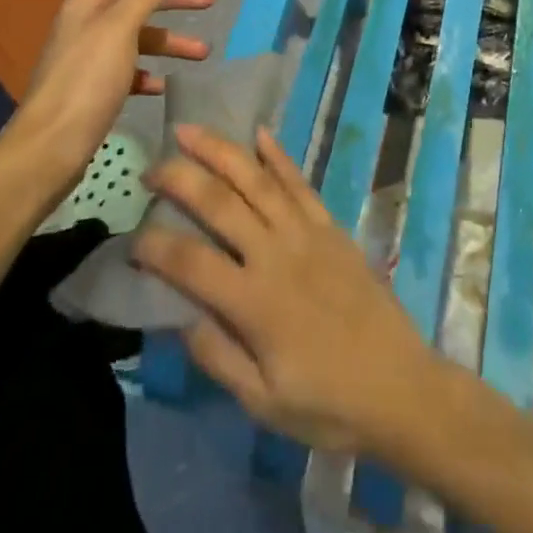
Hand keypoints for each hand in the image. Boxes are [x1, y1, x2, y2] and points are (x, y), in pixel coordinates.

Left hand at [9, 0, 212, 198]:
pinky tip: (164, 85)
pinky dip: (150, 72)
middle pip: (138, 2)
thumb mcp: (119, 29)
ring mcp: (90, 56)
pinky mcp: (94, 87)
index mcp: (89, 2)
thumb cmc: (88, 80)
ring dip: (170, 41)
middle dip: (175, 1)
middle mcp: (88, 22)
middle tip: (210, 3)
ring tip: (203, 53)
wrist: (51, 145)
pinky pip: (129, 70)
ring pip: (138, 38)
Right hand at [133, 125, 438, 456]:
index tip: (132, 238)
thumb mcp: (264, 402)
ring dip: (220, 150)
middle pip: (220, 203)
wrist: (400, 386)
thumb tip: (179, 317)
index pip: (190, 262)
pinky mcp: (330, 225)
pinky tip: (260, 133)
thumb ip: (218, 357)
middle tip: (151, 167)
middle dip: (180, 178)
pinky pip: (299, 182)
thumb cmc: (327, 402)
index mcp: (254, 301)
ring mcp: (305, 232)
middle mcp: (275, 253)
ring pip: (255, 180)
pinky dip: (278, 156)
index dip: (154, 246)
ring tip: (190, 130)